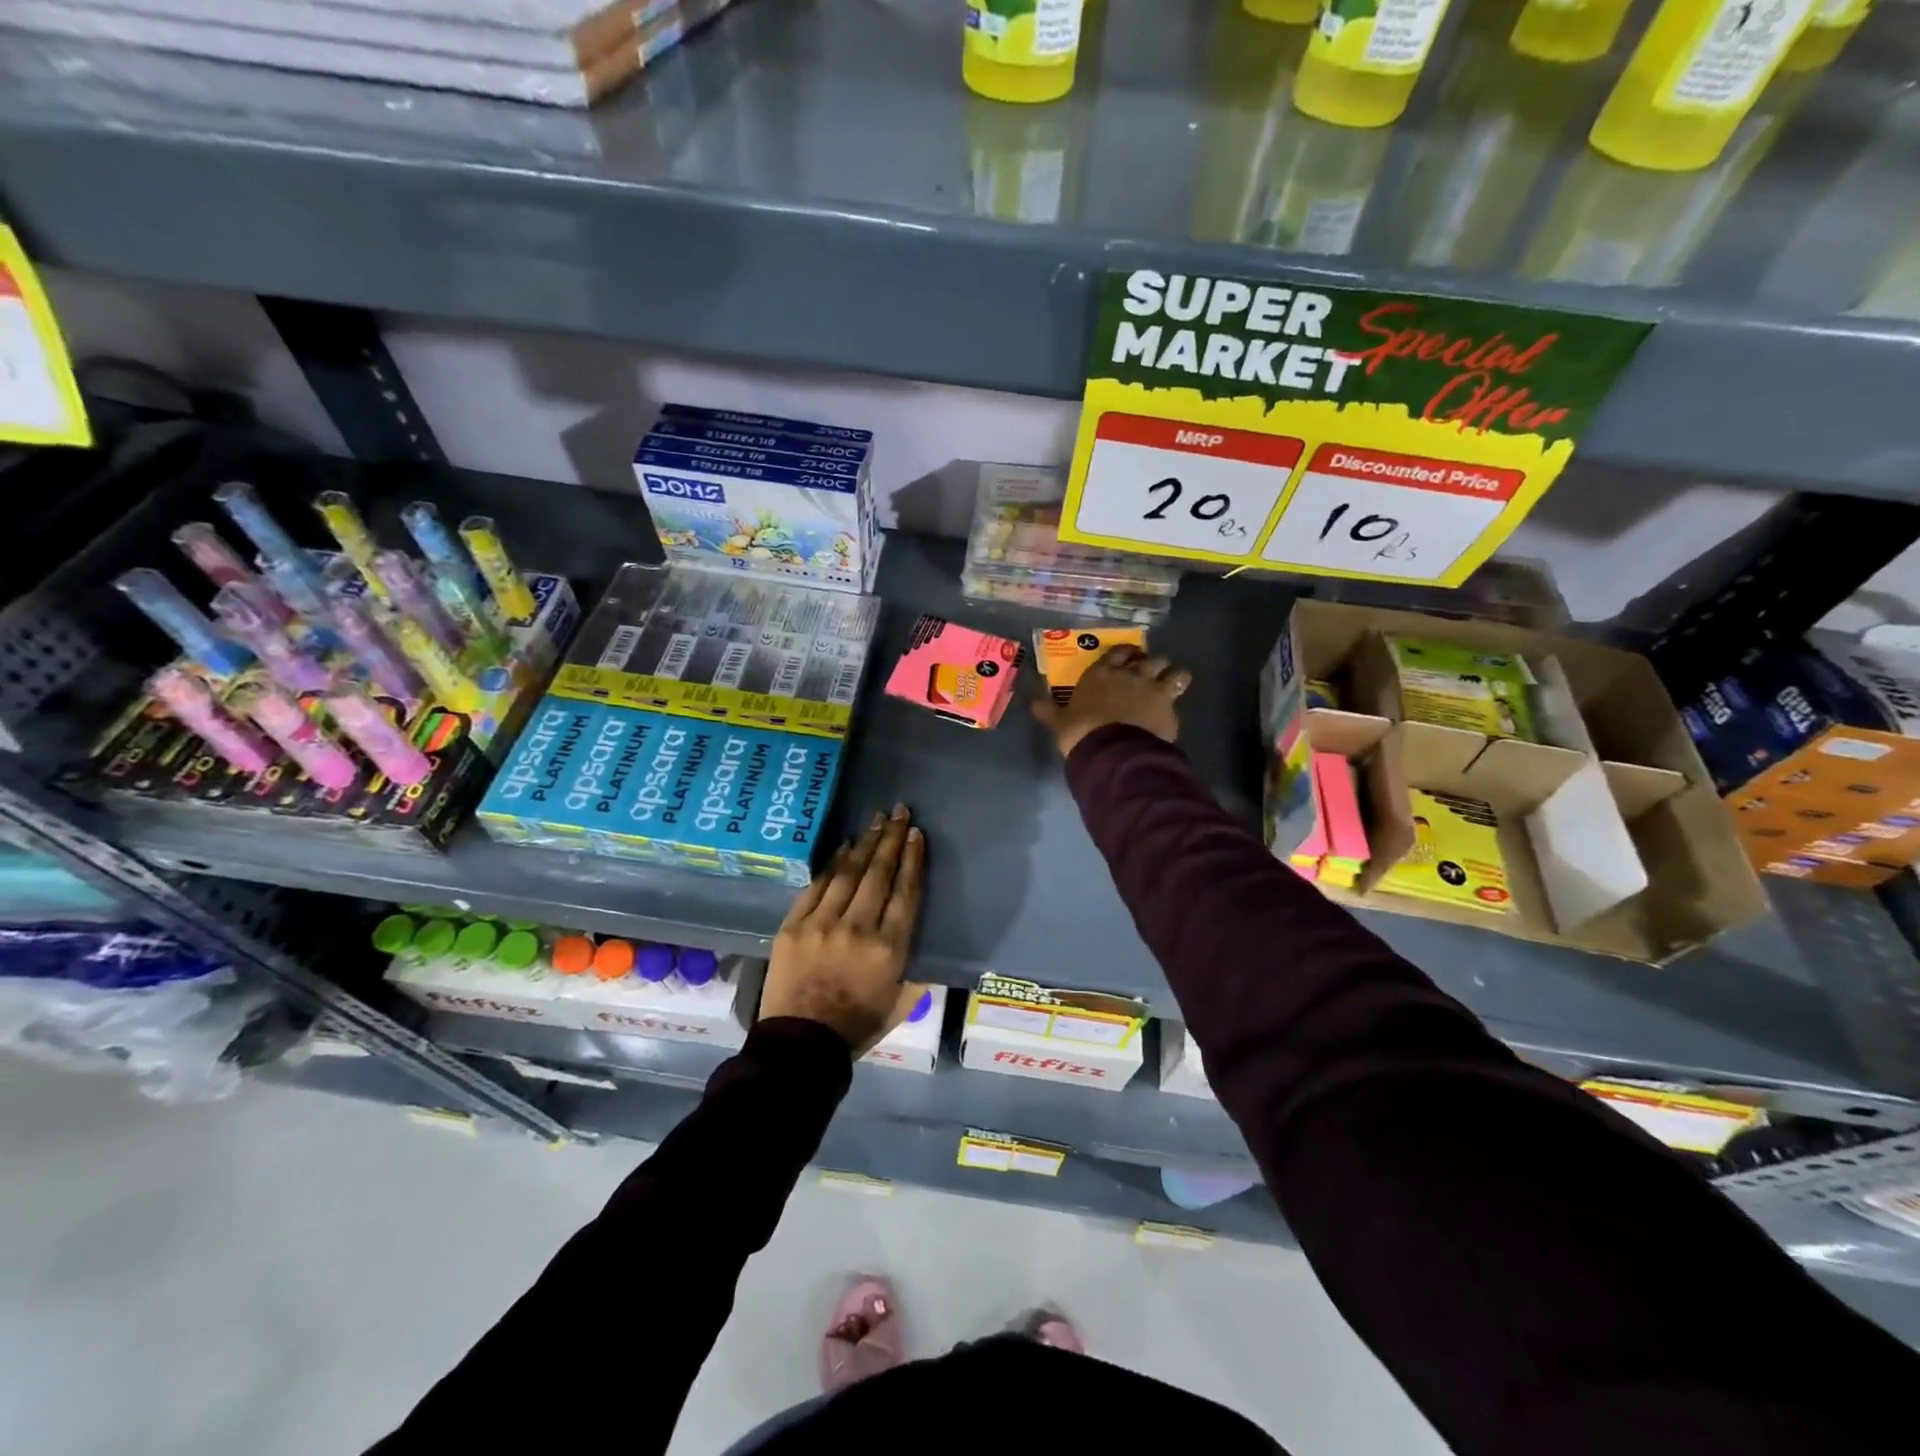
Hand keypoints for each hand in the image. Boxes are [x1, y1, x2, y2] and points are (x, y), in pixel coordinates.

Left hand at [760, 804, 927, 1054]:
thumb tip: (922, 947)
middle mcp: (859, 928)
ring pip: (849, 873)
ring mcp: (823, 924)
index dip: (913, 860)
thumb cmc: (857, 1027)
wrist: (800, 1045)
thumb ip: (916, 973)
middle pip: (879, 873)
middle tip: (899, 812)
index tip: (916, 835)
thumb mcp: (901, 1004)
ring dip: (865, 843)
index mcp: (889, 949)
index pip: (906, 892)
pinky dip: (833, 863)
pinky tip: (844, 846)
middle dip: (891, 839)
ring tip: (876, 820)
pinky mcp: (794, 925)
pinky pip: (817, 885)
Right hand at [1031, 645, 1191, 758]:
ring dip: (1173, 675)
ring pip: (1174, 670)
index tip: (1128, 659)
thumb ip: (1046, 709)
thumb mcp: (1058, 722)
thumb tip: (1031, 700)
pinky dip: (1177, 699)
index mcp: (1101, 674)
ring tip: (1171, 684)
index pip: (1118, 652)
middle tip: (1148, 673)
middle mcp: (1130, 675)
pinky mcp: (1169, 706)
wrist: (1112, 752)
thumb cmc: (1081, 732)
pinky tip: (1172, 710)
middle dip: (1152, 663)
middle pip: (1150, 657)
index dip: (1125, 653)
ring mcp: (1153, 688)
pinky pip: (1180, 694)